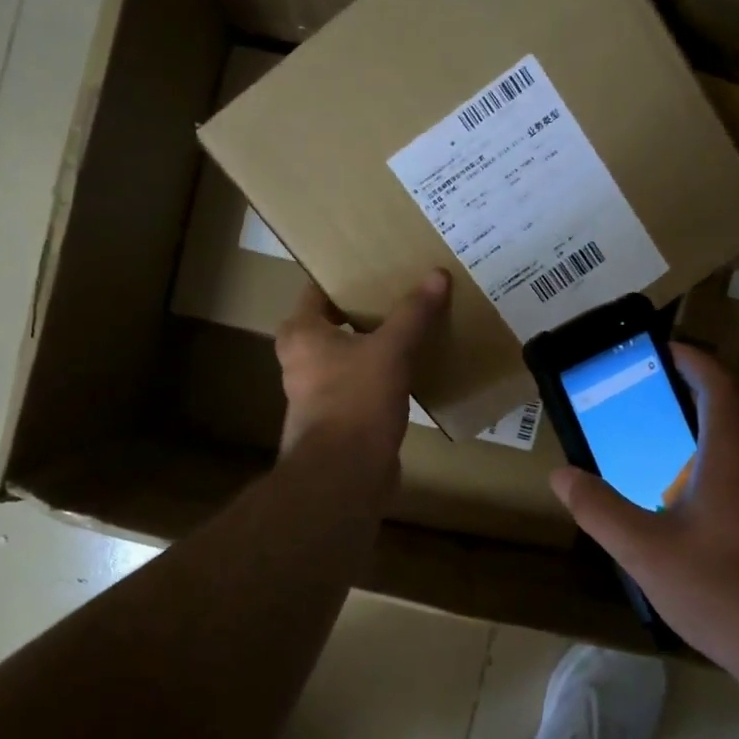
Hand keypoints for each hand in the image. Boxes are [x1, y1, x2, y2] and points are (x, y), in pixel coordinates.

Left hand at [274, 270, 450, 473]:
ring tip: (415, 323)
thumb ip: (413, 313)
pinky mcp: (341, 416)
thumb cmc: (355, 401)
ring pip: (352, 354)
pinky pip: (364, 382)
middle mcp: (302, 359)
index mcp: (302, 333)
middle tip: (404, 289)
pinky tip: (416, 364)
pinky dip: (385, 372)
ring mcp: (319, 391)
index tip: (378, 263)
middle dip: (368, 308)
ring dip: (378, 342)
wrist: (345, 475)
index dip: (347, 275)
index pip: (319, 289)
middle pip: (337, 321)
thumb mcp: (390, 350)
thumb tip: (437, 275)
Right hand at [548, 345, 738, 691]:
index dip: (687, 357)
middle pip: (733, 400)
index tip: (654, 351)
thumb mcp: (645, 550)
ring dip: (710, 421)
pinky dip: (723, 453)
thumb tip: (560, 475)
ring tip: (664, 435)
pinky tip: (694, 491)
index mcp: (734, 446)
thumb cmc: (723, 589)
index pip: (715, 378)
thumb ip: (599, 508)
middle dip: (693, 387)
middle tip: (647, 393)